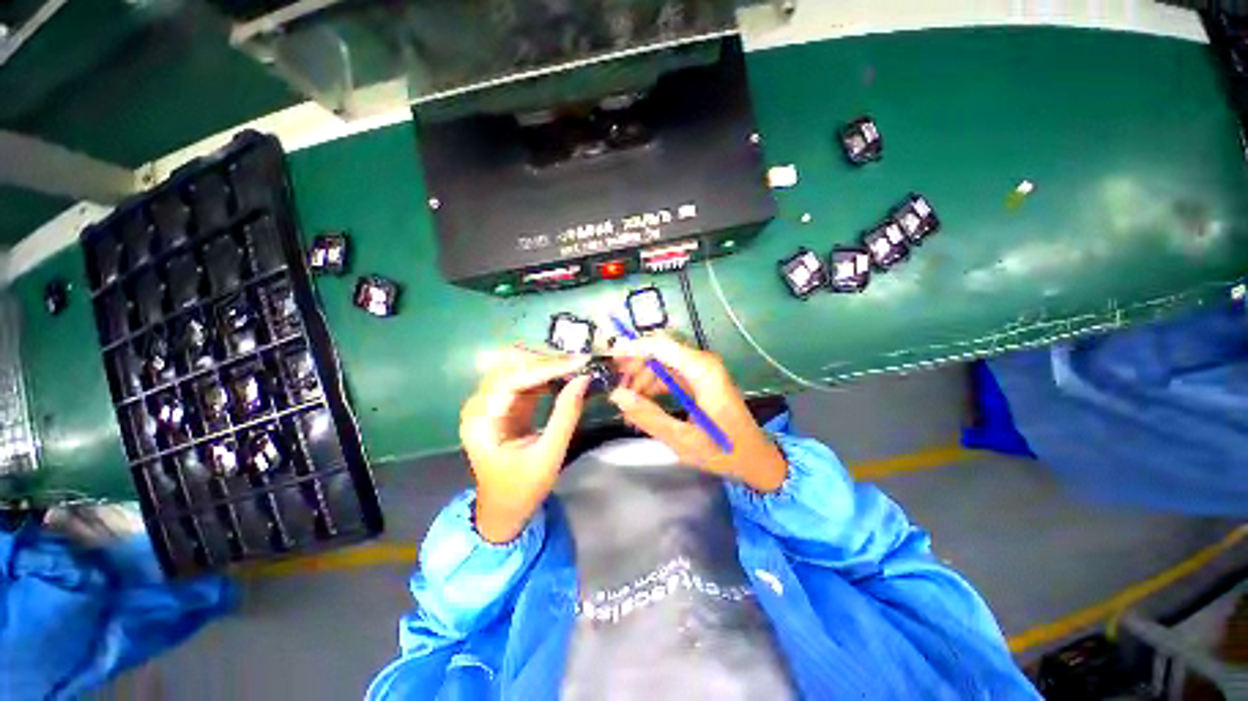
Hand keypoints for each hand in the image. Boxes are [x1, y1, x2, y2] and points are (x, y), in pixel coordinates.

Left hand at [460, 349, 590, 542]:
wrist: (503, 510)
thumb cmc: (522, 489)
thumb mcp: (548, 456)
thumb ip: (565, 416)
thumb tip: (583, 379)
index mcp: (480, 421)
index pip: (511, 380)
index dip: (545, 367)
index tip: (578, 362)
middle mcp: (479, 405)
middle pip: (510, 367)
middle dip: (545, 361)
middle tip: (578, 362)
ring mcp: (489, 403)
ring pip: (516, 367)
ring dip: (545, 364)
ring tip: (574, 365)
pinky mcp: (502, 404)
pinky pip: (523, 379)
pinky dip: (544, 374)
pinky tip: (564, 374)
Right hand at [609, 335, 787, 492]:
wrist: (756, 458)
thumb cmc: (724, 451)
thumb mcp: (683, 439)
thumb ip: (648, 416)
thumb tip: (617, 396)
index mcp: (702, 371)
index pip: (660, 346)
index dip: (632, 348)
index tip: (608, 360)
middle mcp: (702, 363)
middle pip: (659, 352)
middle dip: (634, 368)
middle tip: (616, 391)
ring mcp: (701, 371)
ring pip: (661, 364)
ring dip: (641, 380)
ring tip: (627, 406)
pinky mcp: (699, 380)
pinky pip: (669, 375)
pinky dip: (653, 388)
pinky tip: (642, 406)